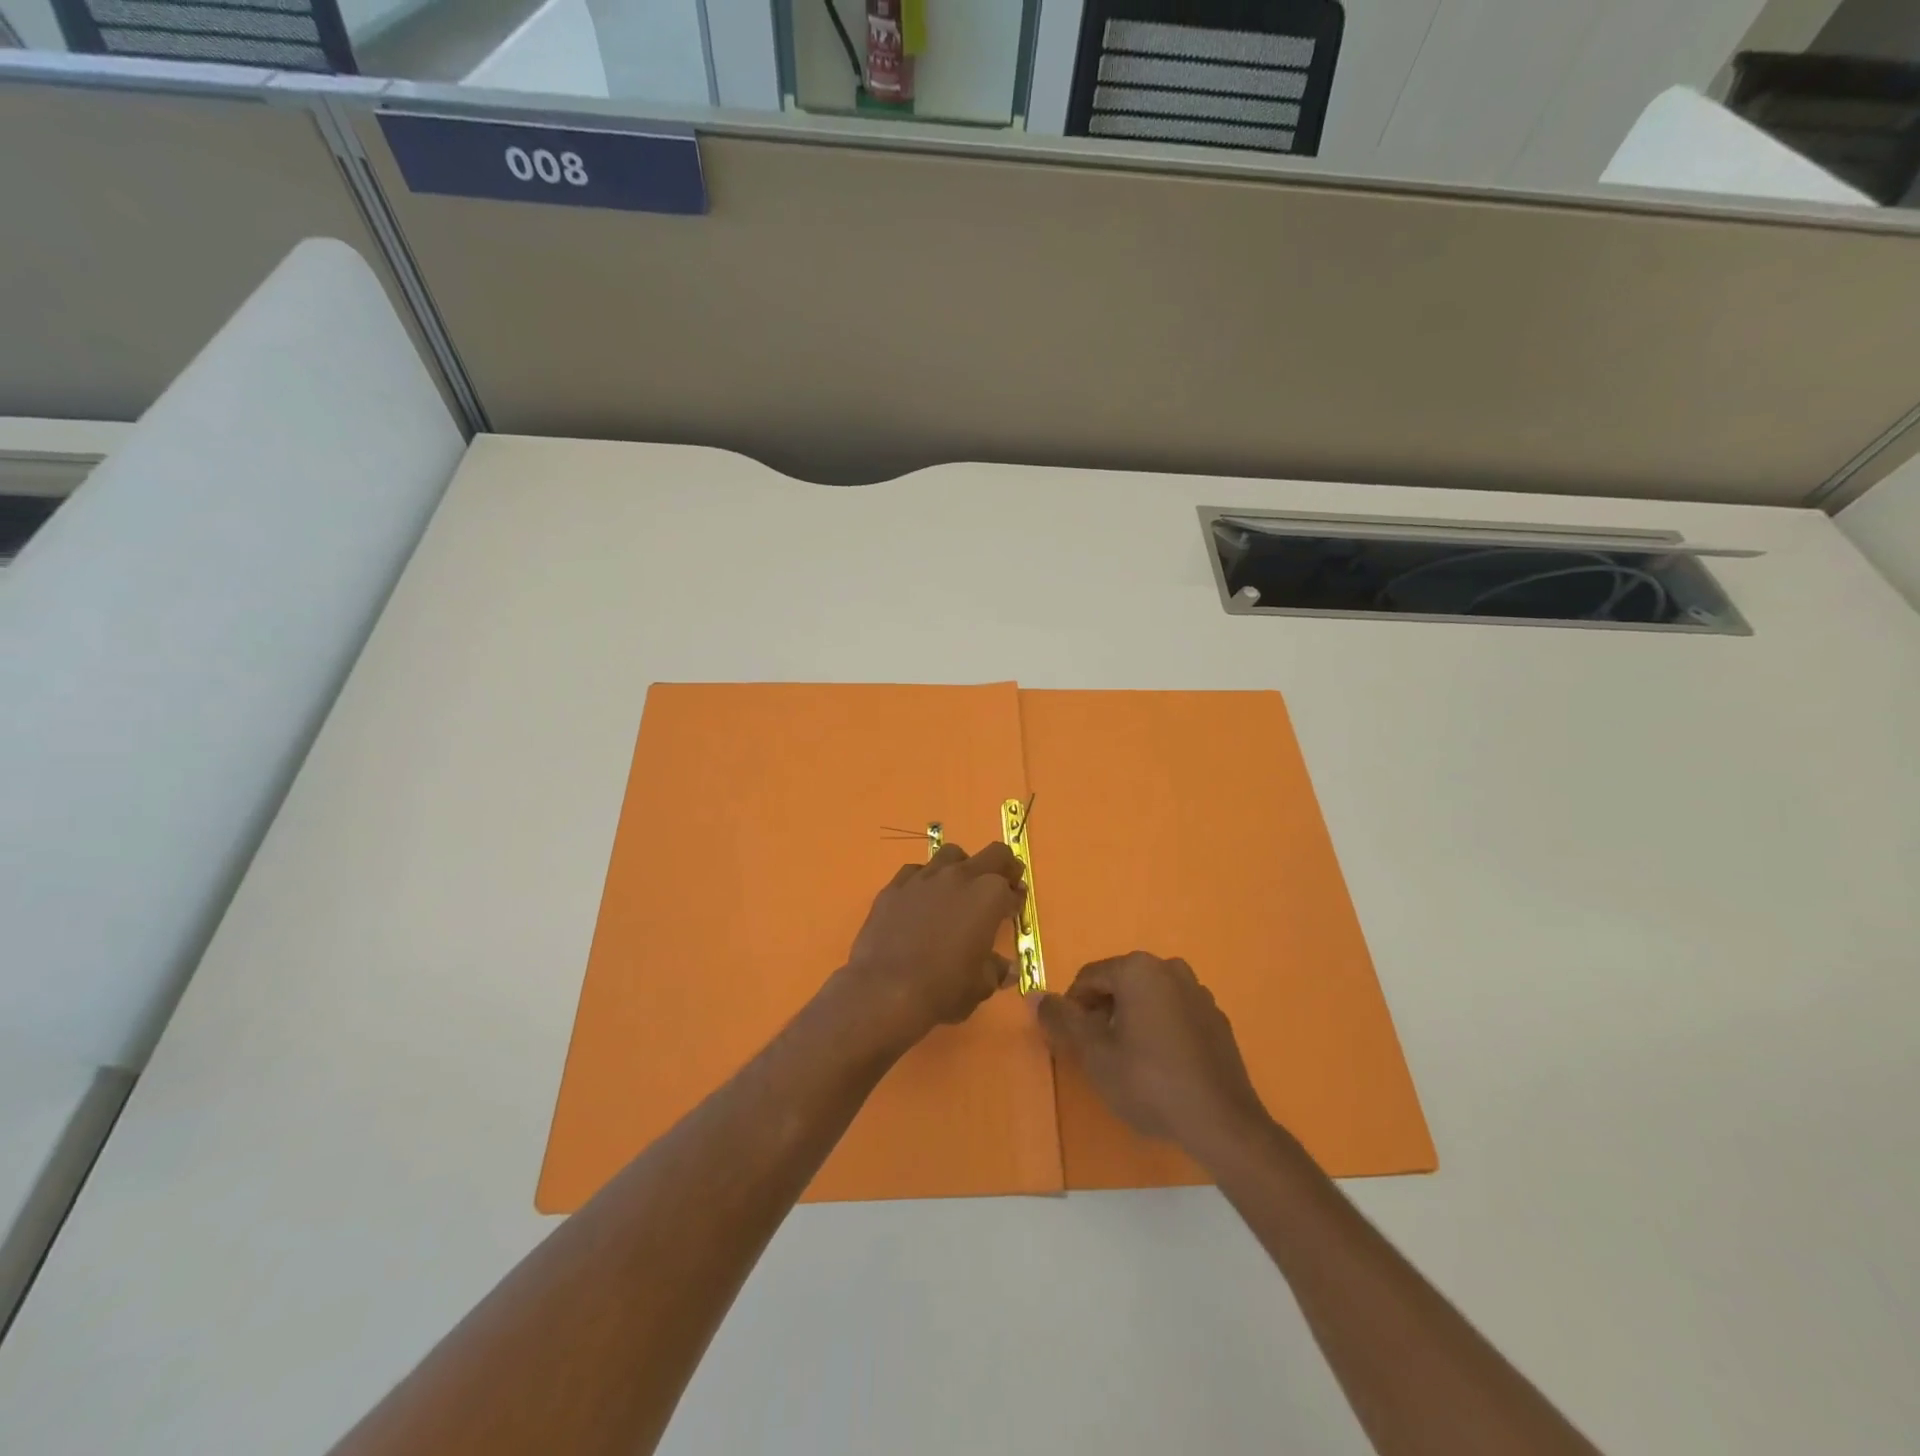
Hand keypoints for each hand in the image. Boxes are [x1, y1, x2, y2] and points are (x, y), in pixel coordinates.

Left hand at [835, 842, 1025, 1051]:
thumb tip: (1005, 969)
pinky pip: (915, 871)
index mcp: (989, 897)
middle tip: (998, 887)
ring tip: (957, 890)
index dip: (1016, 899)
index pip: (1012, 888)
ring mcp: (924, 877)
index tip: (1013, 909)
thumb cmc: (944, 989)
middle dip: (1002, 867)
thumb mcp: (981, 986)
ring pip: (950, 854)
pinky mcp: (895, 886)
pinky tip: (921, 901)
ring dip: (961, 867)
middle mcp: (959, 877)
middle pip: (992, 854)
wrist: (886, 991)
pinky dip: (925, 881)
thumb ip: (996, 969)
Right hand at [1038, 953, 1269, 1155]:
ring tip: (1128, 1061)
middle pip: (1120, 984)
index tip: (1071, 1041)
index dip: (1073, 1008)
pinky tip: (1161, 1066)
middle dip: (1102, 1012)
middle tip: (1097, 1053)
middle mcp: (1170, 968)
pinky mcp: (1216, 1018)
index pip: (1089, 977)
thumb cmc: (1149, 1082)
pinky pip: (1174, 1013)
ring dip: (1131, 1019)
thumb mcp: (1095, 1054)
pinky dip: (1159, 1029)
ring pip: (1148, 998)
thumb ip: (1062, 1020)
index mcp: (1138, 969)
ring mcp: (1198, 992)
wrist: (1222, 1122)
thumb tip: (1034, 995)